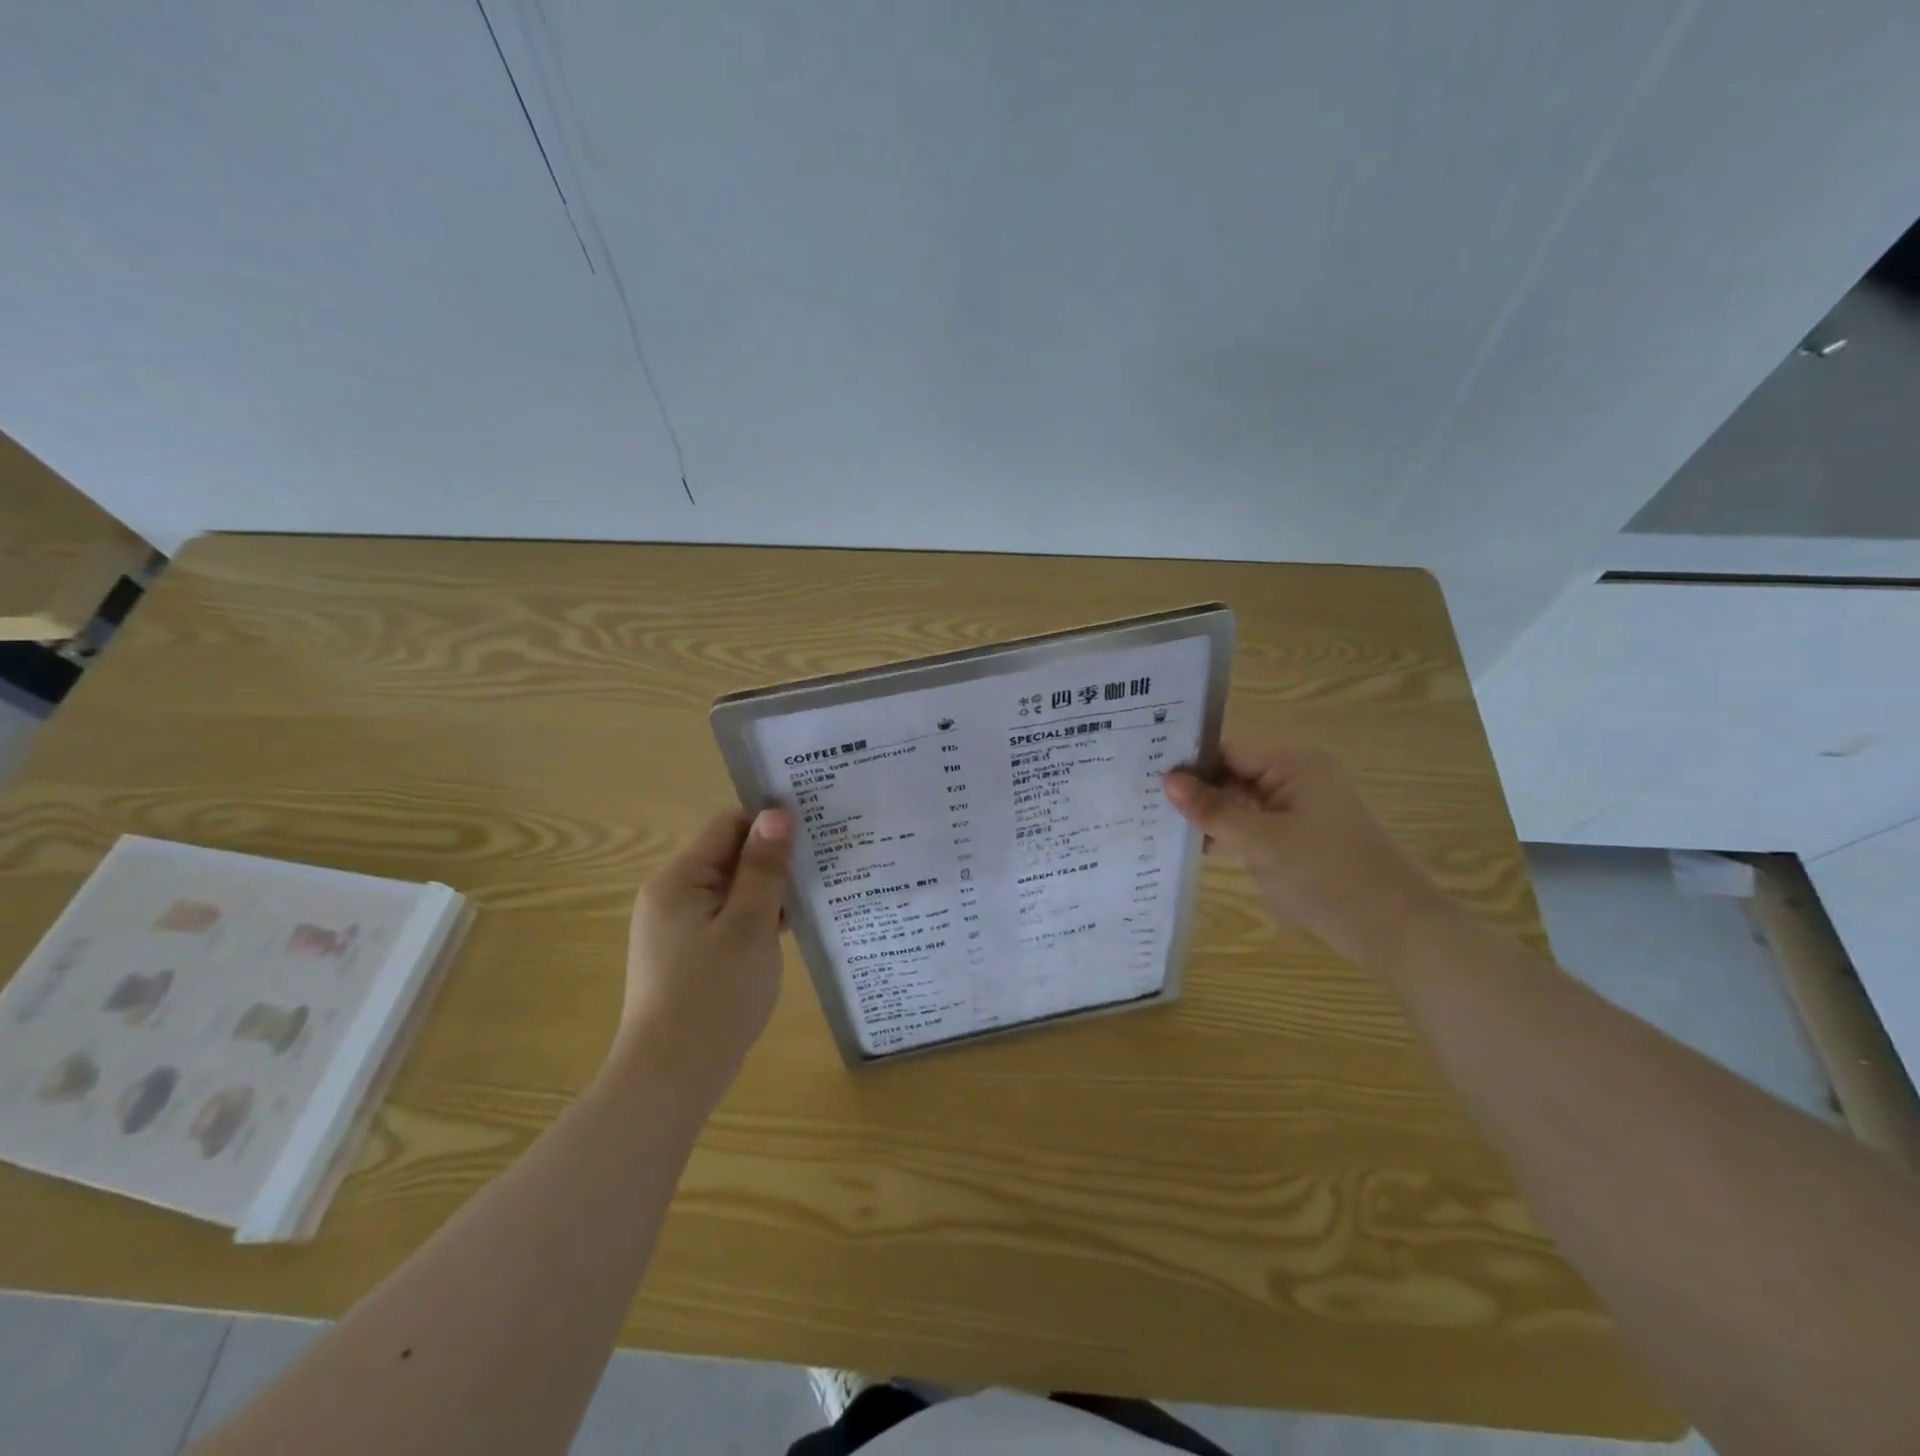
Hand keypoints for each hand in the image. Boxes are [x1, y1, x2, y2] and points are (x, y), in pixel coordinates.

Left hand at [614, 807, 793, 1106]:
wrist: (672, 1078)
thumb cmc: (714, 995)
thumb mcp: (749, 925)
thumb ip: (764, 866)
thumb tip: (777, 811)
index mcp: (678, 880)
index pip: (728, 825)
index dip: (770, 822)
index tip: (815, 830)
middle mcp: (672, 896)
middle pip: (730, 856)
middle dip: (774, 858)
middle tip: (826, 861)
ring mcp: (680, 928)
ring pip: (733, 890)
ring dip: (770, 890)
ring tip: (818, 892)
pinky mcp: (691, 956)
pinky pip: (729, 919)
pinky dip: (758, 919)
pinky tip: (792, 928)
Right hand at [1164, 743, 1451, 965]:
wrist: (1393, 929)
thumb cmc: (1328, 876)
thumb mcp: (1263, 842)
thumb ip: (1213, 810)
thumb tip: (1167, 780)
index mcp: (1293, 765)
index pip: (1227, 749)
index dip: (1188, 760)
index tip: (1142, 771)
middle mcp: (1294, 778)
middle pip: (1231, 773)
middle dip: (1192, 789)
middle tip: (1139, 796)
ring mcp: (1296, 809)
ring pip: (1238, 802)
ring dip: (1206, 813)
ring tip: (1153, 818)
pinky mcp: (1295, 838)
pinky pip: (1251, 826)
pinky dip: (1225, 834)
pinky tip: (1188, 844)